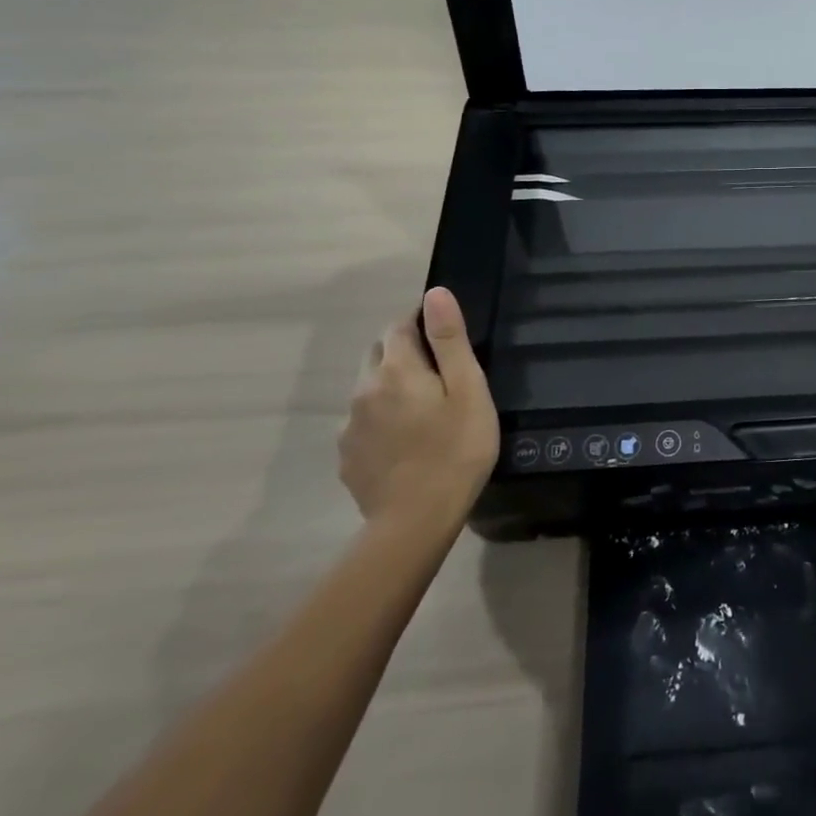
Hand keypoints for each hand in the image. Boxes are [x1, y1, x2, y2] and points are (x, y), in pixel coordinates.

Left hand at [341, 287, 498, 536]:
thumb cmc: (456, 449)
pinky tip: (404, 440)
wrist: (415, 522)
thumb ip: (449, 340)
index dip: (419, 319)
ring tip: (422, 407)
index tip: (442, 329)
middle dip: (402, 349)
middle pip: (378, 353)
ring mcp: (349, 426)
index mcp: (396, 369)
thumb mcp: (468, 390)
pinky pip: (362, 422)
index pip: (399, 325)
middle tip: (438, 369)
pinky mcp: (347, 457)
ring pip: (368, 389)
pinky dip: (381, 418)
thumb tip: (435, 294)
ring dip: (390, 385)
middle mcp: (364, 390)